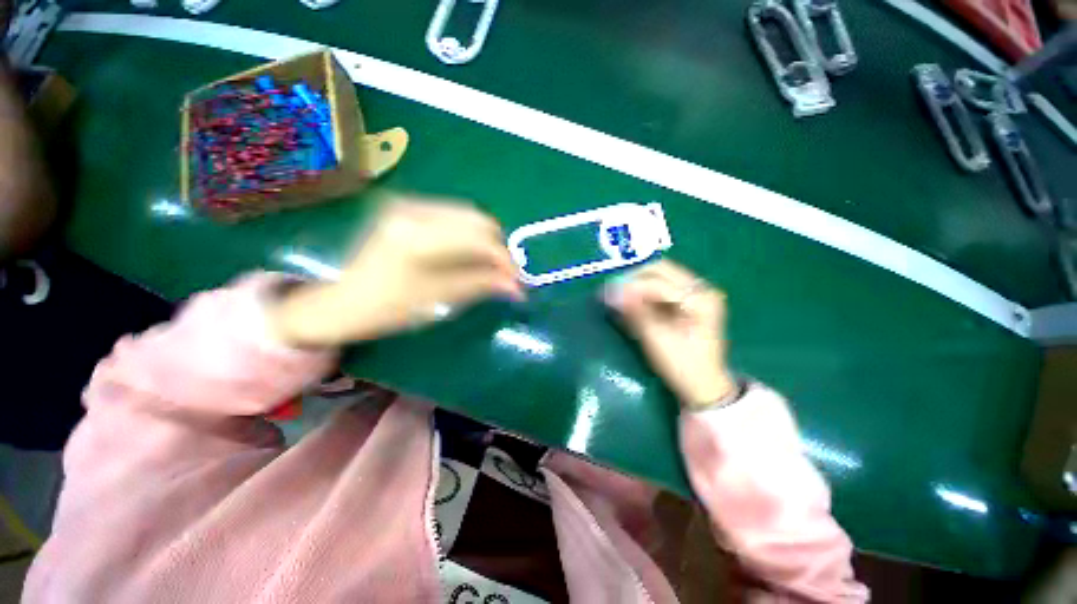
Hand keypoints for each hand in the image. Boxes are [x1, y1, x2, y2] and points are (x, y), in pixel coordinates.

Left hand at [269, 197, 523, 346]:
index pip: (478, 239)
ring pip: (467, 215)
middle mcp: (413, 209)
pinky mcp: (407, 206)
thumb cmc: (390, 307)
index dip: (504, 260)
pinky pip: (453, 216)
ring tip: (491, 266)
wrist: (345, 300)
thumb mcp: (441, 298)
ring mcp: (408, 203)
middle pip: (477, 220)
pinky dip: (469, 235)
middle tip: (506, 274)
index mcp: (416, 236)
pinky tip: (470, 254)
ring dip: (485, 240)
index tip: (519, 281)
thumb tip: (519, 288)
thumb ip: (482, 285)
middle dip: (498, 248)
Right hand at [603, 260, 736, 409]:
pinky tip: (631, 303)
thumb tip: (609, 293)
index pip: (658, 283)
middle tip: (612, 291)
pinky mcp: (688, 301)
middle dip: (633, 278)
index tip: (606, 293)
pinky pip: (661, 287)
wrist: (703, 387)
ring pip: (659, 276)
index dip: (630, 287)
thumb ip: (634, 313)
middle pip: (660, 270)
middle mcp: (701, 289)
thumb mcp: (656, 339)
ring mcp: (696, 294)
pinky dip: (643, 292)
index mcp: (700, 298)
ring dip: (637, 284)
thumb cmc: (682, 366)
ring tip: (618, 297)